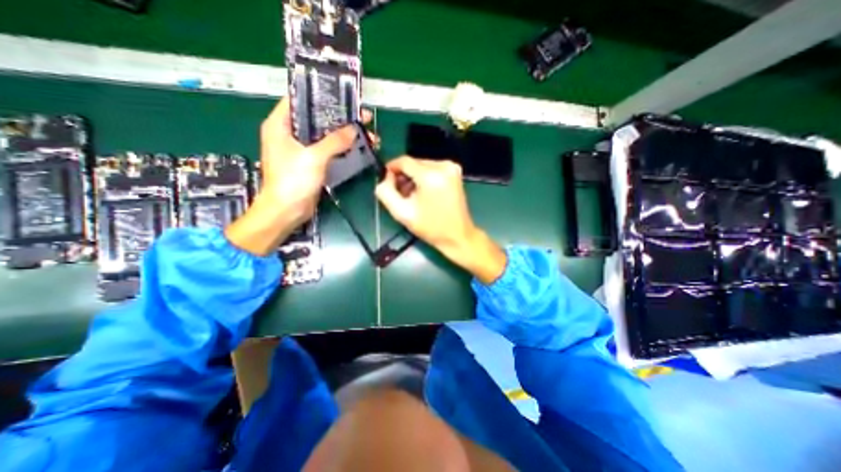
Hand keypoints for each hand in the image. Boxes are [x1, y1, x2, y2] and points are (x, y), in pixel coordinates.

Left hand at [225, 96, 366, 255]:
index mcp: (280, 125)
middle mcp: (289, 134)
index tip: (343, 96)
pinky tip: (357, 148)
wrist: (287, 211)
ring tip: (366, 134)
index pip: (299, 100)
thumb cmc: (292, 181)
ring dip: (344, 135)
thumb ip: (334, 141)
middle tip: (361, 117)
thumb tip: (353, 130)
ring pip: (325, 136)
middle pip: (317, 119)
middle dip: (340, 118)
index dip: (321, 96)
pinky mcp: (311, 163)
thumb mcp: (313, 157)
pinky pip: (328, 150)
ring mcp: (301, 150)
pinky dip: (342, 149)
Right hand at [375, 156, 504, 283]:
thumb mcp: (402, 213)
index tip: (386, 181)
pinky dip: (424, 178)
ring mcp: (452, 168)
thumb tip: (385, 178)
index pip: (404, 161)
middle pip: (414, 163)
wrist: (458, 236)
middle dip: (404, 176)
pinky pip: (432, 169)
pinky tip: (424, 193)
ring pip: (422, 166)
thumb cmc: (431, 227)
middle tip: (400, 193)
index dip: (392, 169)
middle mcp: (443, 166)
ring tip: (412, 196)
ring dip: (414, 177)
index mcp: (431, 176)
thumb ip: (386, 193)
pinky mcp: (455, 172)